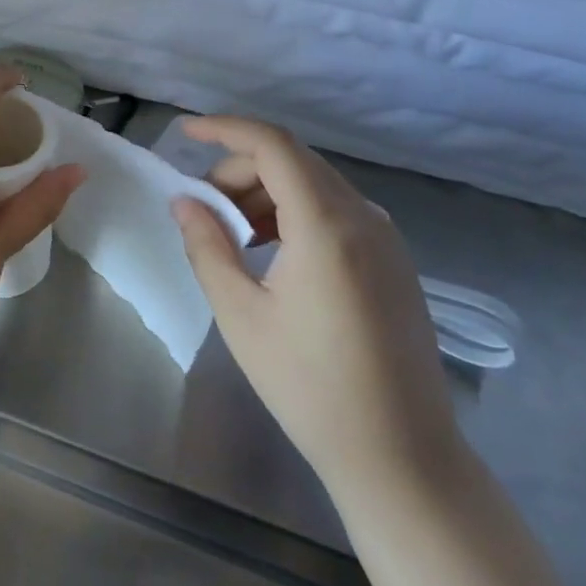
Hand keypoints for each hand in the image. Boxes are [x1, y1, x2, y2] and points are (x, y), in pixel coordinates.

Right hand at [170, 116, 460, 496]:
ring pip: (314, 184)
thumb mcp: (241, 314)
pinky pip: (336, 211)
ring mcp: (386, 238)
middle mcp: (364, 217)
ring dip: (265, 192)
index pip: (273, 145)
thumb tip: (184, 201)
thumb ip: (207, 246)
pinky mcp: (394, 261)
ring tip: (233, 235)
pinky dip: (294, 212)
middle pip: (292, 161)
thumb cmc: (310, 386)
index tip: (185, 132)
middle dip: (239, 170)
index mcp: (327, 224)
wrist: (401, 457)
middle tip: (203, 208)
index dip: (225, 129)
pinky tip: (272, 252)